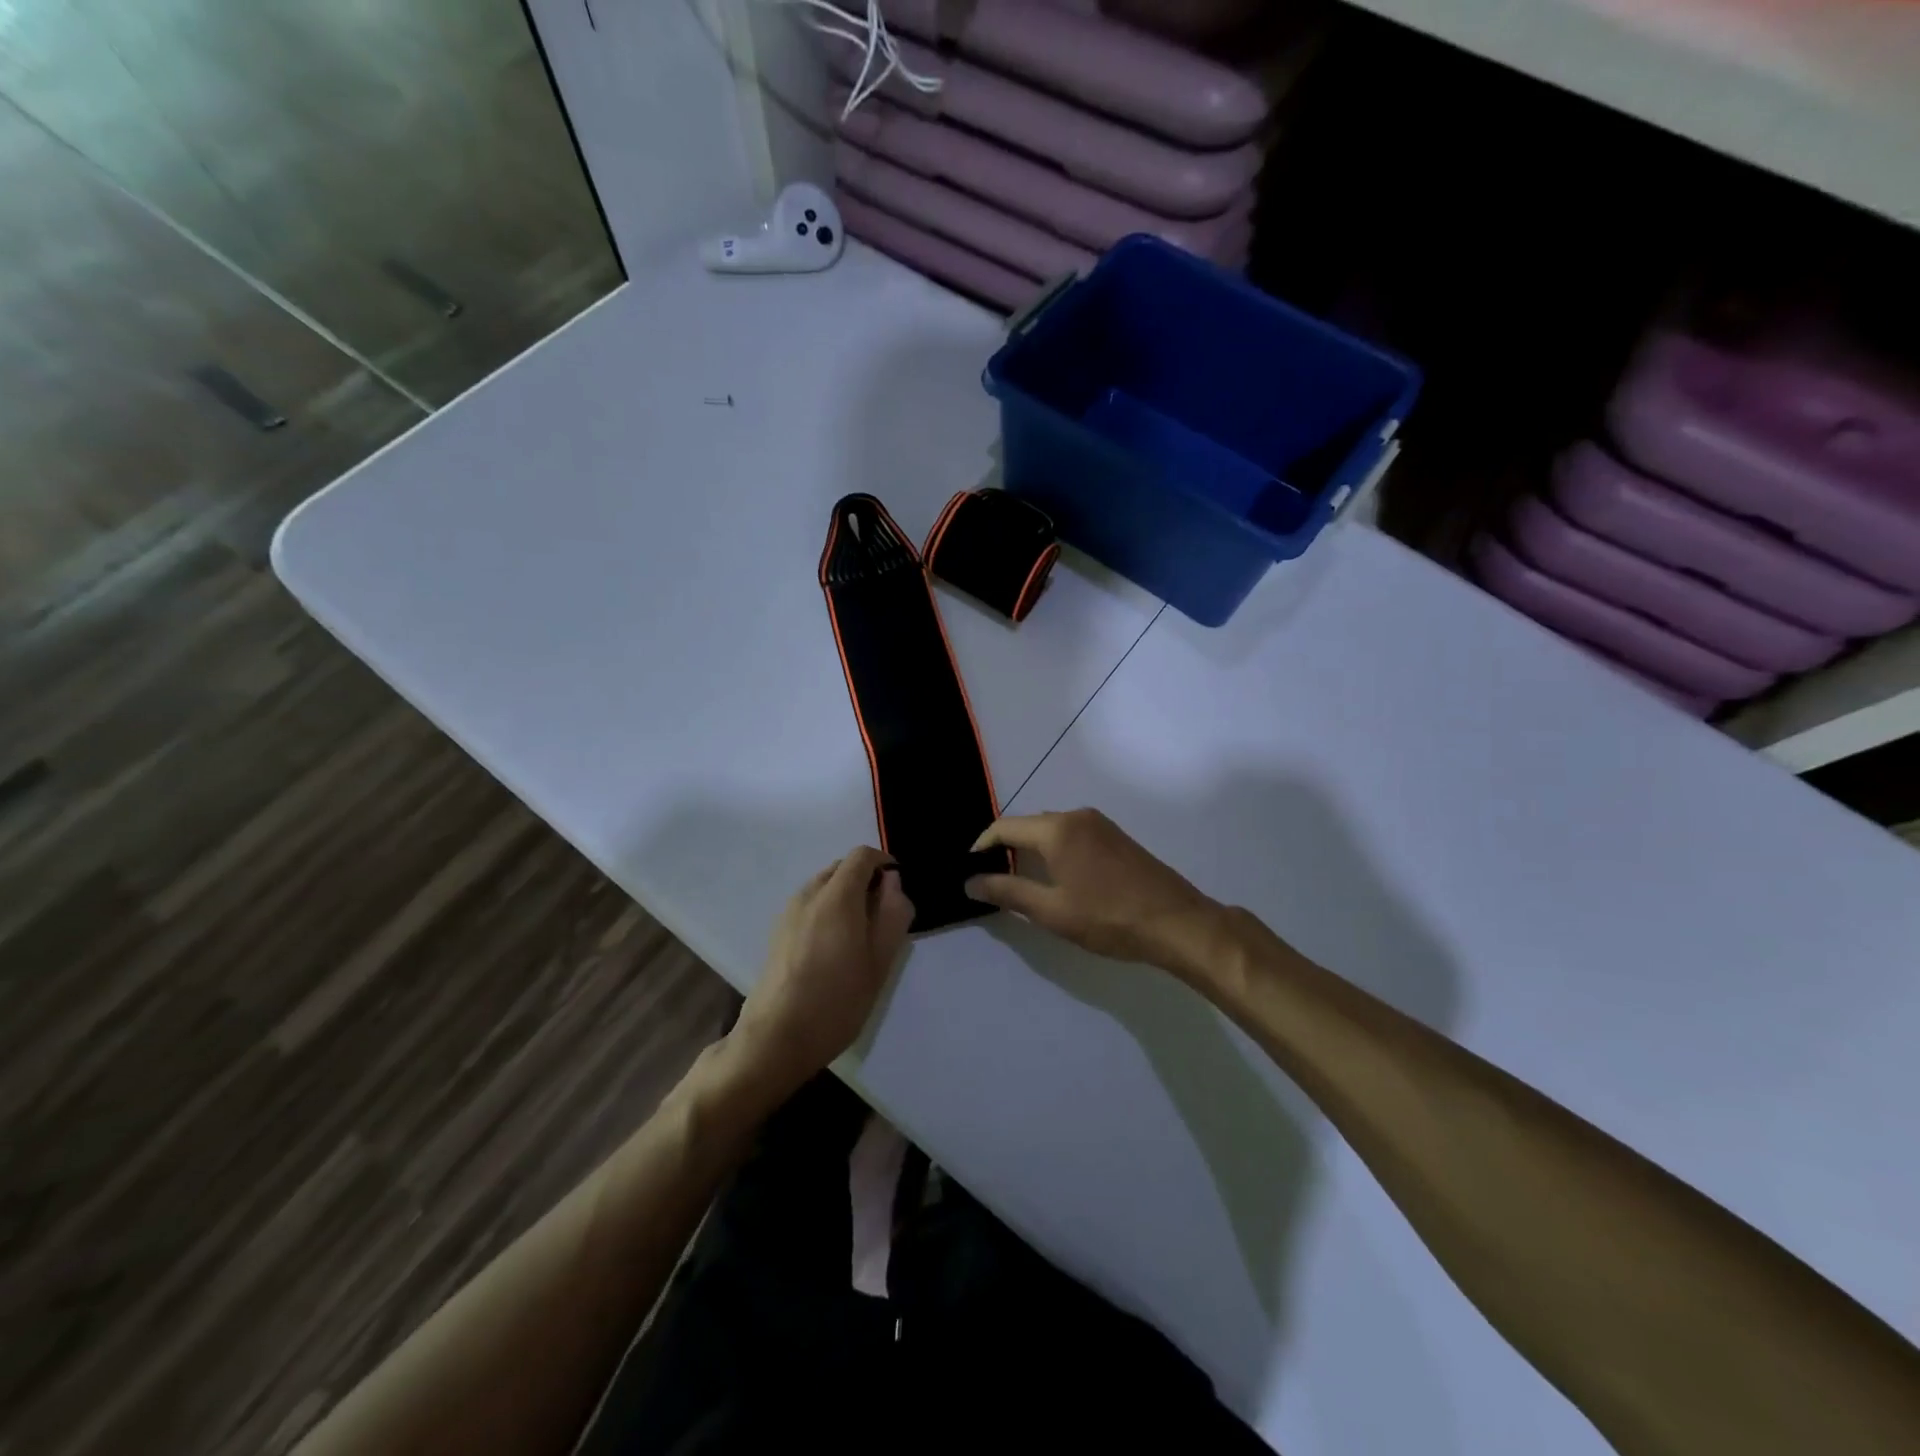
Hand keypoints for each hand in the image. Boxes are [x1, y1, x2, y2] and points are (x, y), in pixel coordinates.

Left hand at [730, 847, 914, 1096]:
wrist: (775, 1039)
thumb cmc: (837, 1001)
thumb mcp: (879, 962)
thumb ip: (891, 914)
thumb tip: (893, 882)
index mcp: (837, 897)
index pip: (862, 856)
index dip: (884, 863)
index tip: (898, 888)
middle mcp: (809, 895)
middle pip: (841, 867)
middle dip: (865, 879)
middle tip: (884, 915)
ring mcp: (788, 912)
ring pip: (824, 885)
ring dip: (846, 895)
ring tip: (860, 934)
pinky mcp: (777, 931)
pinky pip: (809, 904)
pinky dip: (828, 909)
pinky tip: (834, 947)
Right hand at [964, 809, 1219, 968]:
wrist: (1176, 922)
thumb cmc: (1108, 918)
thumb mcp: (1051, 911)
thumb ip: (1008, 892)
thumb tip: (970, 882)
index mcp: (1057, 829)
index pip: (1005, 827)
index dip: (981, 846)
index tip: (969, 869)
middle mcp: (1076, 816)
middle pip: (1029, 825)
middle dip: (1005, 847)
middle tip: (990, 878)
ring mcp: (1100, 824)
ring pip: (1052, 829)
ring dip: (1031, 849)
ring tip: (1018, 879)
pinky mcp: (1116, 836)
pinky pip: (1073, 834)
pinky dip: (1055, 849)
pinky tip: (1056, 876)